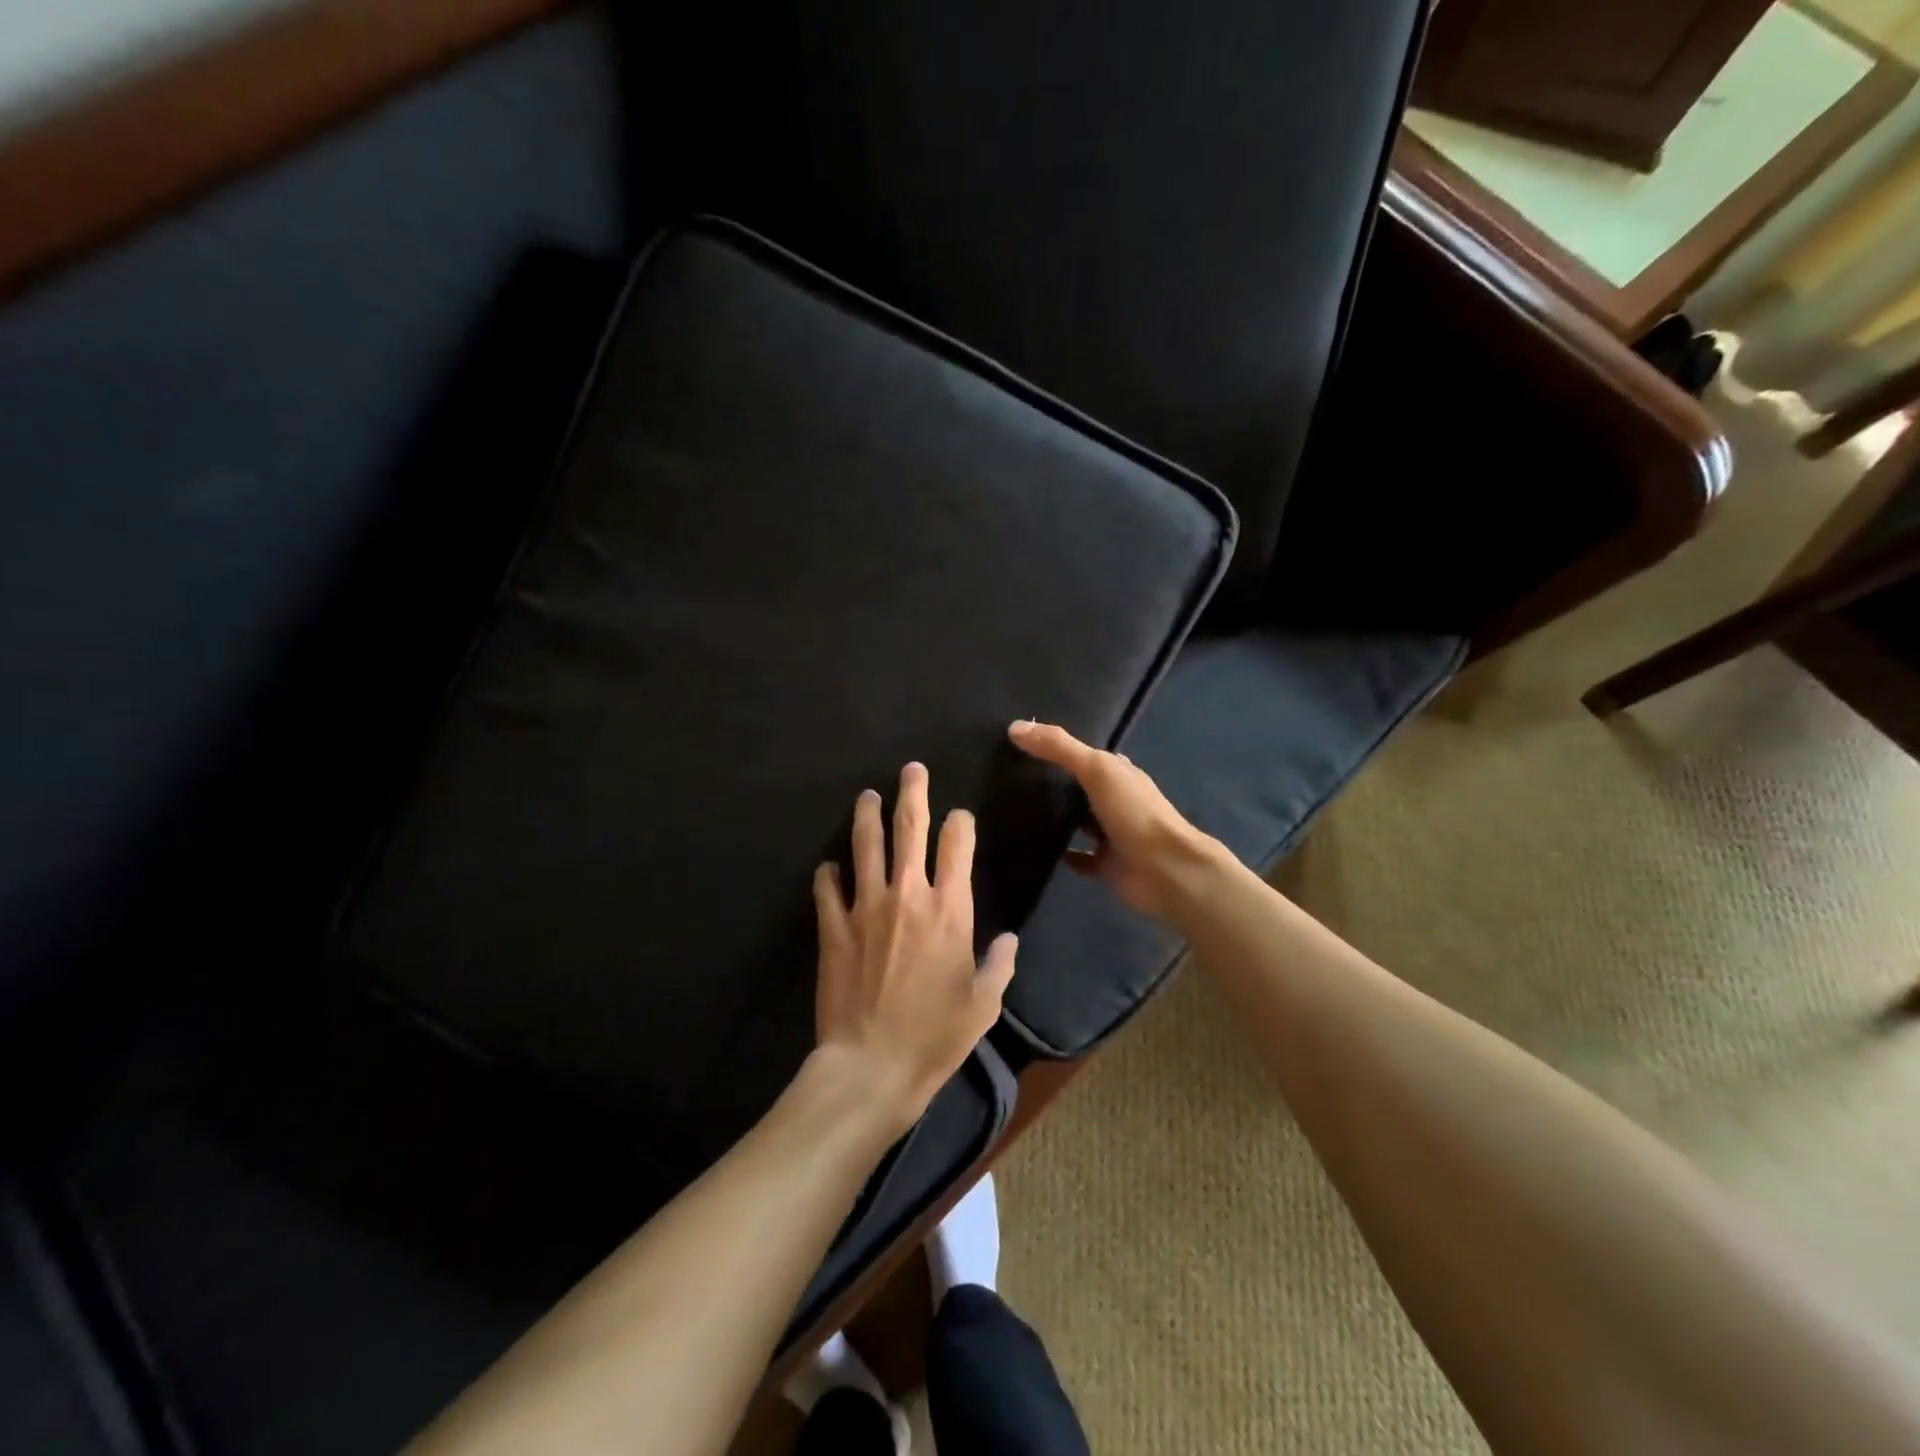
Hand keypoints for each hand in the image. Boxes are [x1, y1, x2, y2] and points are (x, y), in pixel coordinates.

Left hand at [812, 762, 1016, 1129]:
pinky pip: (828, 888)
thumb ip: (999, 964)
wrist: (872, 1064)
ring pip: (865, 846)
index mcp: (950, 909)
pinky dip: (828, 874)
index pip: (957, 845)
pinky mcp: (833, 928)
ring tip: (866, 796)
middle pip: (910, 828)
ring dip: (866, 816)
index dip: (960, 823)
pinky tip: (828, 866)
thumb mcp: (983, 1003)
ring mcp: (865, 907)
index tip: (959, 817)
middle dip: (912, 793)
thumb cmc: (936, 1036)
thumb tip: (1009, 939)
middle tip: (911, 769)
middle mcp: (908, 895)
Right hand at [1007, 720, 1217, 918]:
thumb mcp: (1096, 770)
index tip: (1026, 745)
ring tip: (1017, 812)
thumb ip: (1059, 748)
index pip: (1088, 756)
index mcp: (1120, 774)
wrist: (1166, 871)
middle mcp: (1118, 802)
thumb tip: (1015, 727)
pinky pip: (1080, 859)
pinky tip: (1037, 849)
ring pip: (1081, 823)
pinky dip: (1064, 855)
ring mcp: (1113, 836)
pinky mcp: (1107, 866)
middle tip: (1012, 778)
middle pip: (1083, 789)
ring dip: (1059, 819)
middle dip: (1056, 784)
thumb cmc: (1134, 813)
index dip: (1061, 749)